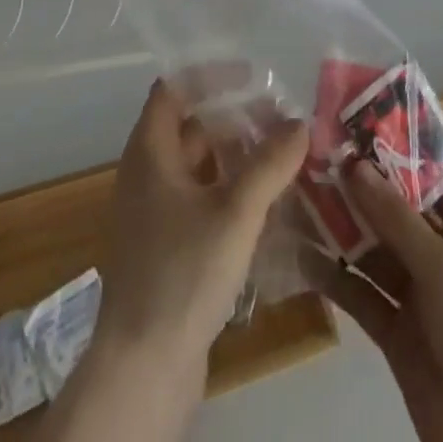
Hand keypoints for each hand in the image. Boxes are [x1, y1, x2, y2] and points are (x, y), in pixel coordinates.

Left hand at [94, 78, 308, 375]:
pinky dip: (228, 193)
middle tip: (279, 121)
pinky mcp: (164, 248)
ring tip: (280, 159)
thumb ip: (269, 164)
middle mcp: (145, 174)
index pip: (174, 89)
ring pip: (197, 167)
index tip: (252, 78)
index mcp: (149, 151)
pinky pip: (198, 202)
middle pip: (189, 127)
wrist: (143, 367)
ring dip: (234, 159)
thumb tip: (299, 123)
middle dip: (233, 119)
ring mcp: (152, 214)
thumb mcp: (235, 212)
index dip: (210, 76)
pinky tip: (264, 208)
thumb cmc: (183, 272)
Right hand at [306, 163, 442, 441]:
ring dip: (340, 227)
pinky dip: (335, 276)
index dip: (396, 150)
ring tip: (297, 195)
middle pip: (396, 211)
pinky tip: (301, 253)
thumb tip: (355, 164)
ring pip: (373, 250)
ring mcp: (419, 296)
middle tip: (312, 156)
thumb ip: (396, 217)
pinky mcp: (397, 333)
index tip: (353, 123)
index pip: (431, 176)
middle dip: (358, 187)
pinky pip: (362, 294)